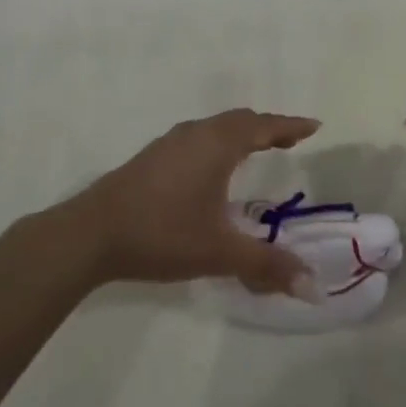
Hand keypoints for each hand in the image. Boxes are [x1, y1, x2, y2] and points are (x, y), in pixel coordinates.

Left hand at [63, 109, 320, 295]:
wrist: (91, 233)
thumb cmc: (162, 233)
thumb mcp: (218, 251)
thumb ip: (266, 265)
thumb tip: (312, 285)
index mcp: (217, 145)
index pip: (263, 126)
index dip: (290, 126)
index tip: (314, 126)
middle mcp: (196, 134)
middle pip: (240, 120)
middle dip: (268, 127)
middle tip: (290, 140)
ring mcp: (171, 142)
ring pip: (216, 127)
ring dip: (241, 133)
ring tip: (257, 149)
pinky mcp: (153, 156)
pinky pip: (200, 137)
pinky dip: (220, 142)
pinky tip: (213, 167)